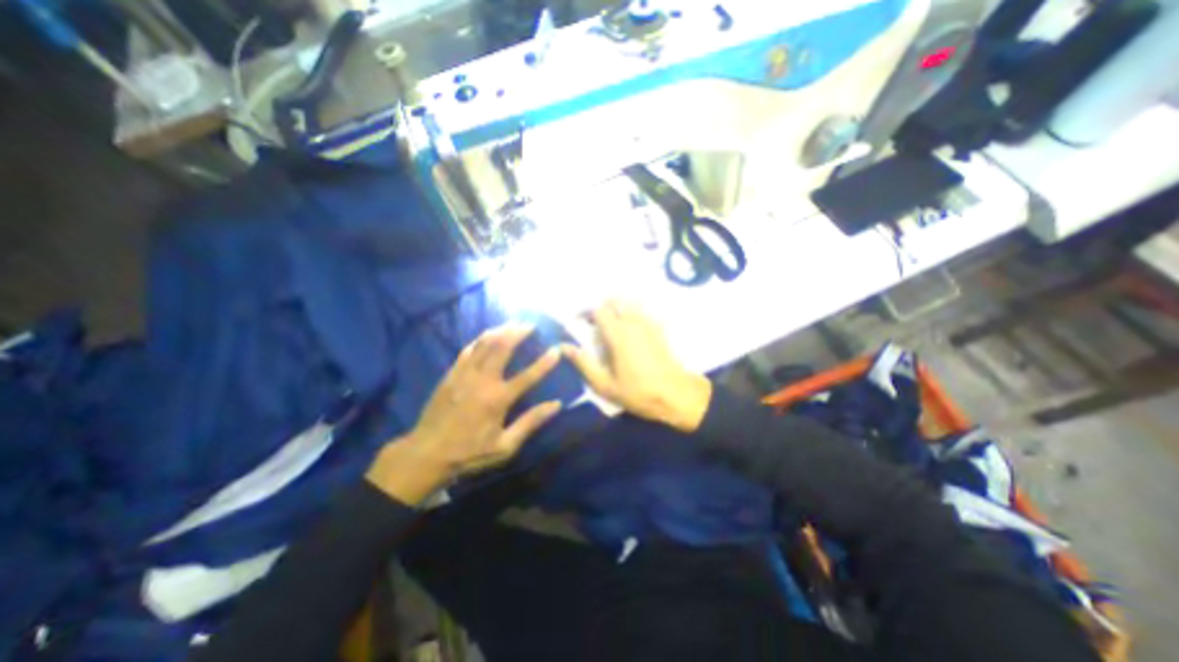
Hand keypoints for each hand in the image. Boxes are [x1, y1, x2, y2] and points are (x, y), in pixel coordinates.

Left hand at [368, 324, 565, 504]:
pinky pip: (468, 349)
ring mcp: (464, 374)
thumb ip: (530, 422)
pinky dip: (480, 339)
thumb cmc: (469, 452)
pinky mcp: (451, 374)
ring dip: (500, 331)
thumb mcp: (505, 446)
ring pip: (484, 344)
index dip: (545, 362)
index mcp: (498, 399)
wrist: (425, 454)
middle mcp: (482, 380)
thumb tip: (556, 405)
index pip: (528, 376)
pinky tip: (487, 335)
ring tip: (512, 323)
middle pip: (502, 348)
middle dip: (518, 332)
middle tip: (530, 324)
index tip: (557, 350)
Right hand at [560, 300, 706, 434]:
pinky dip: (632, 313)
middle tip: (594, 324)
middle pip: (615, 300)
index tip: (579, 322)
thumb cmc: (638, 393)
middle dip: (601, 307)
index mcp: (617, 334)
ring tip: (611, 325)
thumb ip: (583, 363)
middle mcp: (633, 322)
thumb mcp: (605, 385)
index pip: (598, 309)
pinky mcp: (659, 329)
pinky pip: (642, 311)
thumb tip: (564, 346)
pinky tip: (630, 330)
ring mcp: (648, 323)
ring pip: (630, 303)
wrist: (675, 395)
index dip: (585, 312)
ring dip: (617, 308)